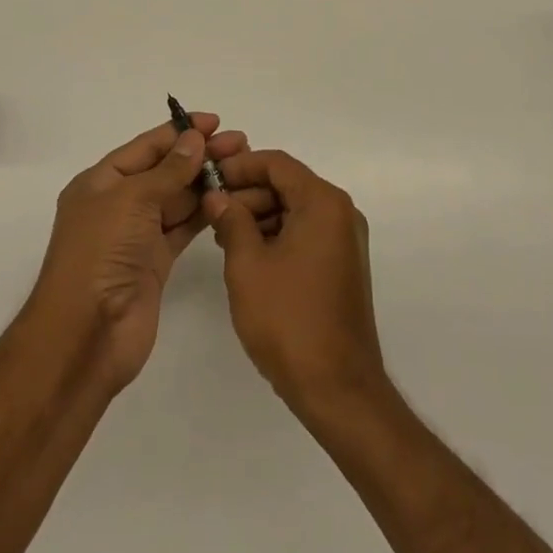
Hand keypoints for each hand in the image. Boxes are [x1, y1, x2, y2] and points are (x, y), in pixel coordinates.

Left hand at [25, 115, 266, 391]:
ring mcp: (137, 235)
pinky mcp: (155, 262)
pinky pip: (182, 227)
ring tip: (242, 166)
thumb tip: (194, 139)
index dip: (178, 132)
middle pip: (164, 171)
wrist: (87, 334)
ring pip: (177, 198)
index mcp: (100, 182)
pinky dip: (204, 213)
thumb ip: (168, 170)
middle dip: (199, 155)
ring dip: (206, 182)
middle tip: (240, 143)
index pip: (145, 147)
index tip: (214, 121)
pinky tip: (229, 199)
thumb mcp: (131, 200)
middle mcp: (118, 204)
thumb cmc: (100, 253)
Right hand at [203, 149, 387, 421]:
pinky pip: (304, 234)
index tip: (208, 179)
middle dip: (247, 194)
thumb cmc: (289, 320)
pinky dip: (276, 236)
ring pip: (294, 210)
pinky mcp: (341, 266)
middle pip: (287, 185)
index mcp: (323, 203)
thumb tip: (217, 196)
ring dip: (258, 216)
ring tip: (223, 237)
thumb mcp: (247, 264)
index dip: (239, 166)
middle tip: (210, 211)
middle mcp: (341, 214)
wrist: (338, 389)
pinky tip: (247, 257)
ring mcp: (344, 242)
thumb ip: (231, 220)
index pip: (277, 163)